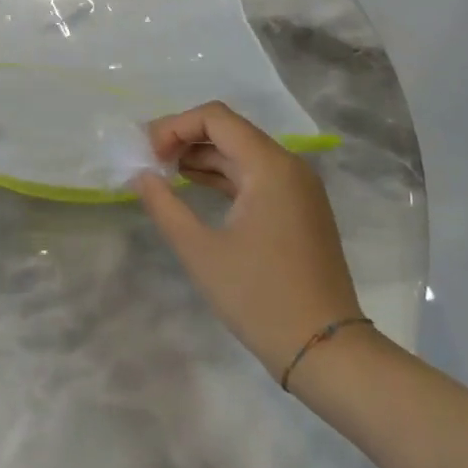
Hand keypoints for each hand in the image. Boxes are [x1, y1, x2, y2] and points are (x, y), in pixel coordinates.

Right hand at [136, 101, 362, 379]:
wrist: (325, 350)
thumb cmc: (259, 296)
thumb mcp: (200, 250)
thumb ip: (164, 205)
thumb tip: (141, 175)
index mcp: (270, 167)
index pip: (215, 118)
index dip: (175, 126)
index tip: (148, 155)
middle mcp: (289, 167)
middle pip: (230, 131)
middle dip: (186, 138)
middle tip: (150, 161)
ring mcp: (299, 189)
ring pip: (243, 154)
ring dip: (203, 157)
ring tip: (164, 174)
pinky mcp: (300, 210)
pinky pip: (256, 177)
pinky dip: (224, 176)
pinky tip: (195, 189)